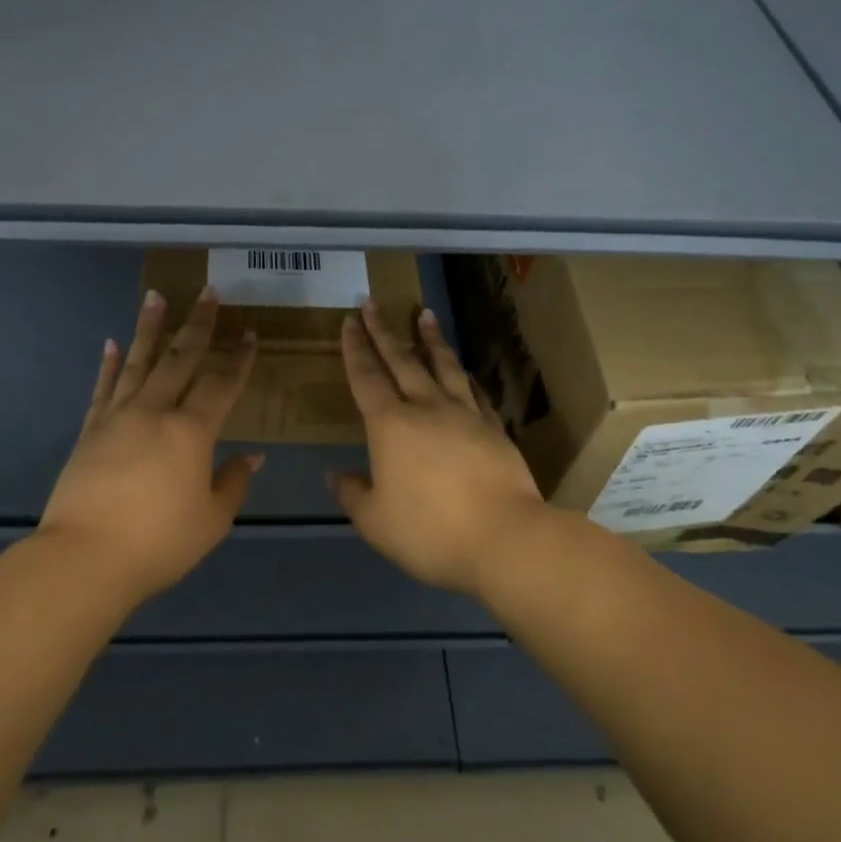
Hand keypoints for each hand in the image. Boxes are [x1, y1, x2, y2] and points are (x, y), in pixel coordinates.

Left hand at [37, 287, 260, 604]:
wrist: (85, 558)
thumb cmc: (158, 542)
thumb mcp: (211, 520)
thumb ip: (233, 483)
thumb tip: (253, 456)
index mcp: (191, 431)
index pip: (222, 385)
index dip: (239, 359)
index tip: (249, 333)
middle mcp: (155, 411)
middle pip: (181, 358)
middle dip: (198, 324)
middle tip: (207, 292)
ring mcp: (118, 417)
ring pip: (138, 361)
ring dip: (150, 328)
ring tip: (155, 296)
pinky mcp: (90, 430)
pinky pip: (103, 388)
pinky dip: (108, 364)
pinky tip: (111, 343)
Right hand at [332, 301, 549, 596]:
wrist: (504, 538)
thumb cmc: (430, 531)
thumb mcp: (376, 522)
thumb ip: (353, 495)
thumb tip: (336, 475)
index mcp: (390, 425)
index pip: (366, 377)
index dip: (355, 349)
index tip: (350, 321)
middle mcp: (426, 408)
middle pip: (401, 360)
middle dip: (384, 331)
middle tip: (373, 303)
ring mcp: (464, 415)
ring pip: (443, 365)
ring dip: (431, 338)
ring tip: (425, 313)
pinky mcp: (493, 428)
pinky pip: (475, 392)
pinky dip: (466, 375)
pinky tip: (465, 369)